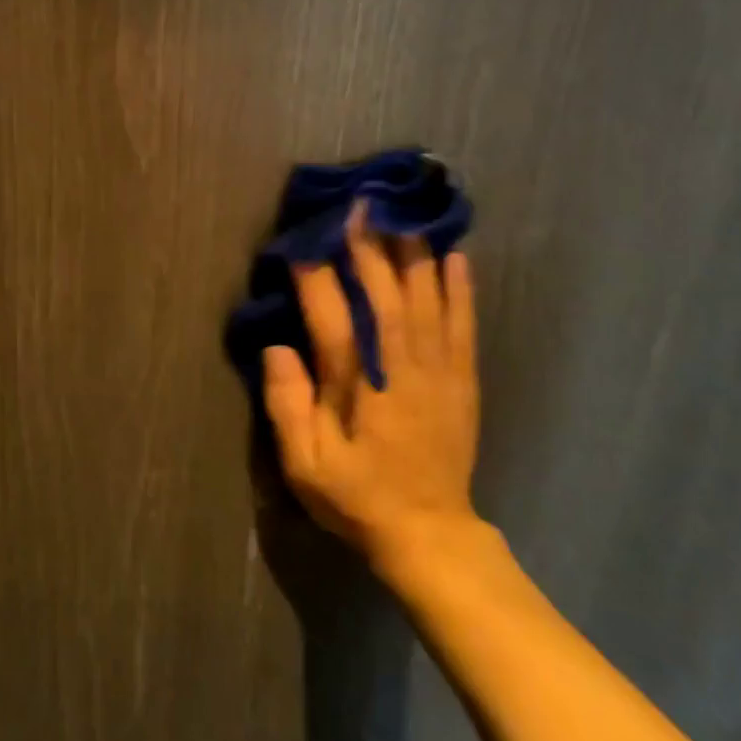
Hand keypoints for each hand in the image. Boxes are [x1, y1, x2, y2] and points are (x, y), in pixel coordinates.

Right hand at [261, 205, 480, 582]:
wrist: (429, 533)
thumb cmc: (359, 499)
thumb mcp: (306, 467)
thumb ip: (288, 407)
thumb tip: (277, 349)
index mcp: (360, 390)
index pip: (333, 321)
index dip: (316, 279)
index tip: (302, 243)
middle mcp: (402, 370)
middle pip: (385, 297)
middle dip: (369, 249)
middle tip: (357, 206)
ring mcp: (439, 372)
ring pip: (427, 300)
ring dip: (414, 254)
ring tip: (402, 213)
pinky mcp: (463, 380)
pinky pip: (463, 324)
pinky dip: (461, 287)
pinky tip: (456, 255)